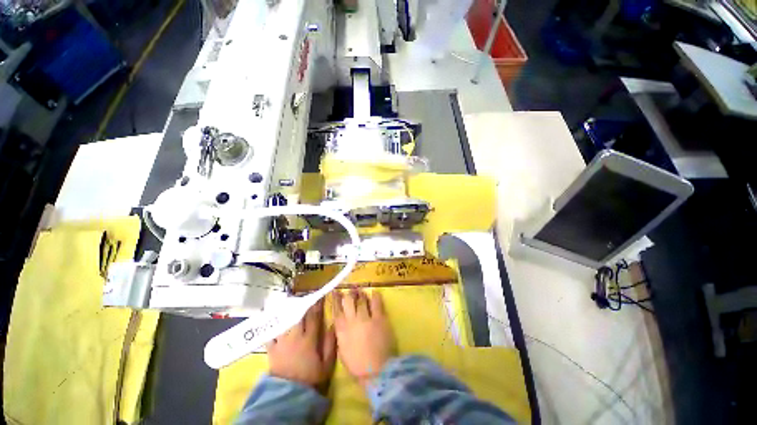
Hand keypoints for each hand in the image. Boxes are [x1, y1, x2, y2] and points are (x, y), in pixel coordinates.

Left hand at [266, 300, 336, 388]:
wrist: (289, 394)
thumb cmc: (310, 378)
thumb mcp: (326, 364)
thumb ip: (331, 343)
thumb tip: (333, 325)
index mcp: (309, 339)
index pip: (314, 317)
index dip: (317, 305)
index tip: (319, 296)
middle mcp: (295, 336)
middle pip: (299, 315)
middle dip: (302, 304)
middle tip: (304, 297)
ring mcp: (282, 342)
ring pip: (285, 321)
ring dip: (289, 311)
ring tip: (290, 302)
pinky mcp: (272, 349)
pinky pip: (271, 334)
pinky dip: (272, 325)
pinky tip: (273, 319)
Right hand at [333, 289, 395, 387]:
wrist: (376, 371)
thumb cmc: (357, 364)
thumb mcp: (342, 350)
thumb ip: (341, 333)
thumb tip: (340, 322)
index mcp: (341, 330)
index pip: (336, 309)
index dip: (336, 299)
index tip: (336, 292)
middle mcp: (352, 320)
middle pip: (348, 301)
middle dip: (349, 294)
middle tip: (351, 291)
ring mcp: (366, 318)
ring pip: (361, 300)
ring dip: (361, 294)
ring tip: (360, 290)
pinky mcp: (379, 318)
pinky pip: (376, 303)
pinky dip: (375, 296)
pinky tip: (374, 292)